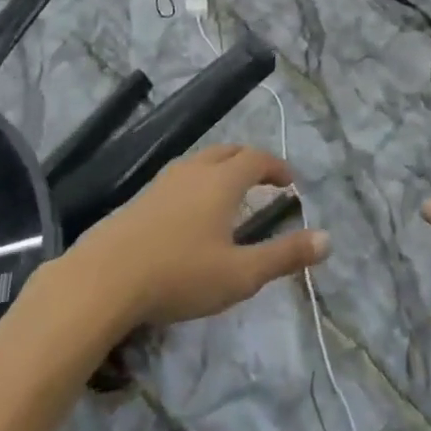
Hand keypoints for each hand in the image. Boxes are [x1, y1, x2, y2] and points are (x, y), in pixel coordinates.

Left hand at [72, 145, 329, 325]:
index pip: (256, 159)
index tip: (290, 182)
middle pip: (228, 151)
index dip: (276, 167)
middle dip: (250, 161)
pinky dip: (197, 183)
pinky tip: (189, 212)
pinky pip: (179, 178)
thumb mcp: (241, 273)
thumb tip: (328, 240)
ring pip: (200, 161)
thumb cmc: (180, 274)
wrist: (102, 280)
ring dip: (221, 169)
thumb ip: (285, 256)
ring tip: (229, 193)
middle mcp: (194, 171)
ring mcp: (162, 182)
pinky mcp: (139, 200)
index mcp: (222, 181)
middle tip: (264, 180)